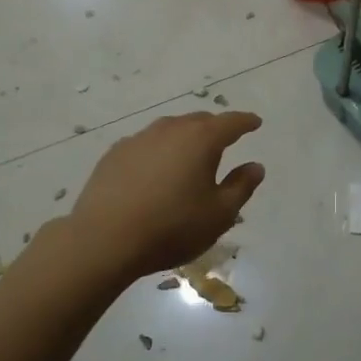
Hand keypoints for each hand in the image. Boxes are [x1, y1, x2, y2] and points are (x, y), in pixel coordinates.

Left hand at [69, 111, 265, 280]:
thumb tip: (255, 166)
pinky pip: (146, 144)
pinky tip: (155, 169)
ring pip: (169, 129)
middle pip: (198, 121)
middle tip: (224, 140)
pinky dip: (158, 150)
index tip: (255, 123)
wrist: (105, 239)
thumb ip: (241, 186)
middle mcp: (170, 130)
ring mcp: (138, 139)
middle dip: (215, 127)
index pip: (230, 123)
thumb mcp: (219, 214)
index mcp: (201, 140)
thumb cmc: (172, 227)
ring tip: (190, 154)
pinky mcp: (114, 154)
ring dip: (184, 137)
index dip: (246, 122)